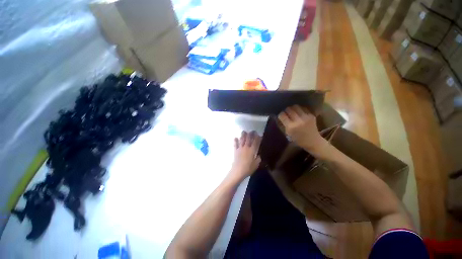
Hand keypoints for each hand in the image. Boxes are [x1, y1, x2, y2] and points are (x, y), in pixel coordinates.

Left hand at [229, 131, 261, 180]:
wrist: (238, 171)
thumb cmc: (248, 168)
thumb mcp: (256, 164)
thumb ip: (258, 159)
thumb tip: (259, 155)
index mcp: (252, 150)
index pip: (255, 142)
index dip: (257, 138)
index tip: (259, 135)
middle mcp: (246, 147)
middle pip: (248, 139)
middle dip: (250, 134)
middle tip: (252, 131)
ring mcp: (240, 148)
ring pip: (242, 140)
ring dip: (243, 135)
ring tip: (244, 131)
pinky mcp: (235, 151)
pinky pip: (235, 144)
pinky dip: (235, 141)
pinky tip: (235, 137)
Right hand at [278, 105, 326, 152]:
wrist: (313, 141)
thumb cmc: (298, 140)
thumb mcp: (287, 134)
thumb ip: (282, 125)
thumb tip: (278, 117)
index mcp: (290, 127)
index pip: (282, 115)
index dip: (280, 115)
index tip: (281, 116)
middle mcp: (298, 120)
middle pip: (289, 109)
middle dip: (286, 110)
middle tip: (286, 113)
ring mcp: (305, 117)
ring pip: (296, 106)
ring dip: (293, 108)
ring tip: (292, 112)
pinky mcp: (311, 115)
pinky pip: (303, 108)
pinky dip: (300, 109)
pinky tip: (299, 113)